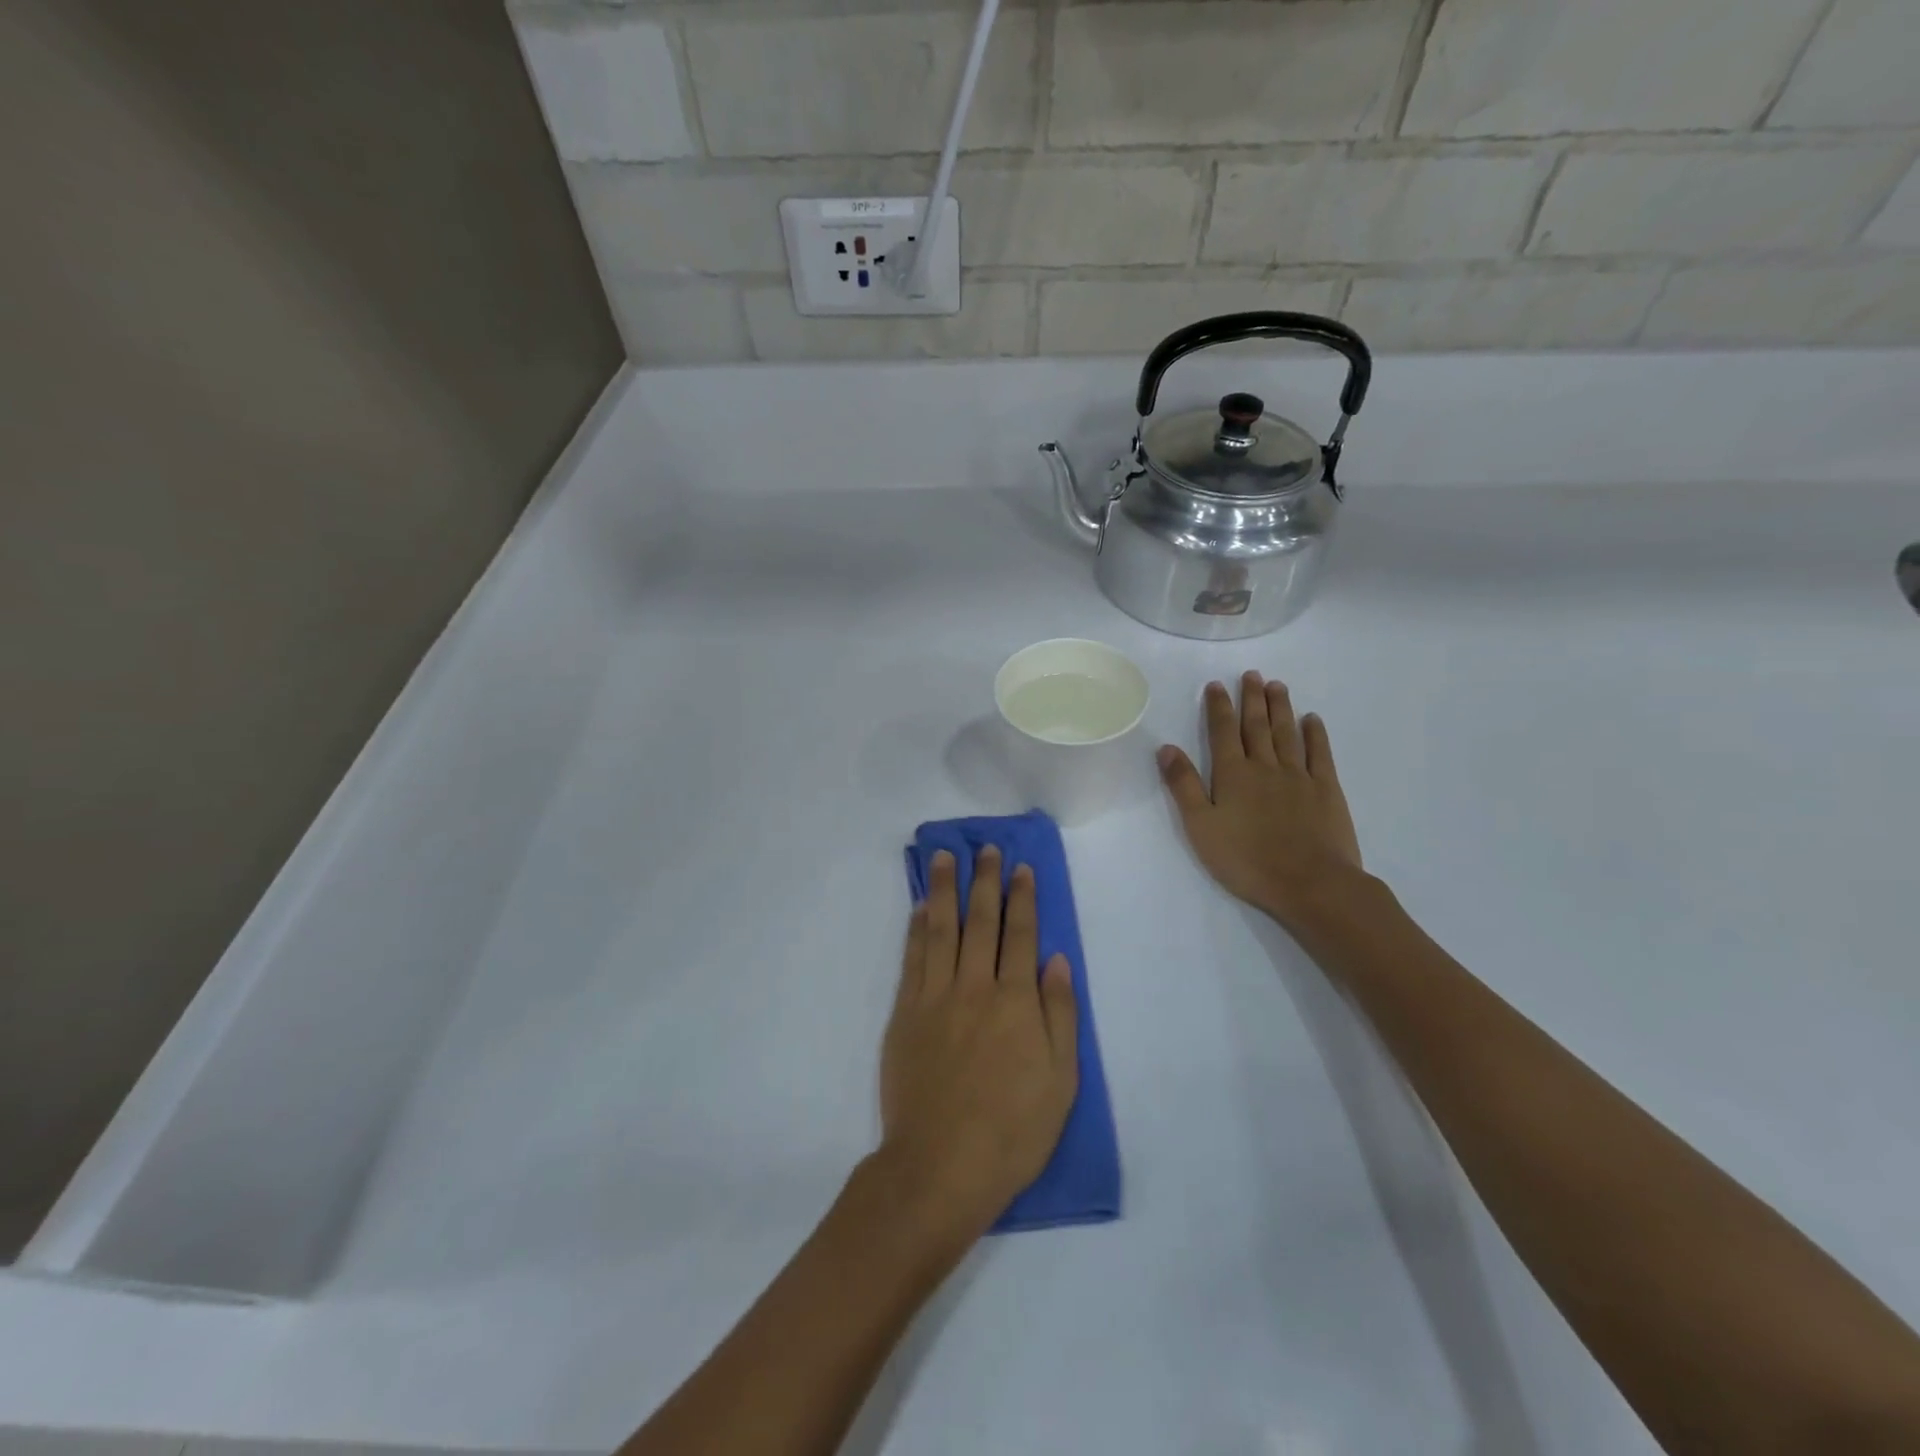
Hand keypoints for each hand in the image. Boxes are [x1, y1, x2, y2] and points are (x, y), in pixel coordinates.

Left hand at [878, 847, 1078, 1243]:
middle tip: (985, 847)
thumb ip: (1059, 1014)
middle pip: (982, 921)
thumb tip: (1056, 960)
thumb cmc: (1012, 1130)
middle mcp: (975, 987)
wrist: (941, 1166)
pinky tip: (920, 907)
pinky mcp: (905, 1013)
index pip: (1022, 935)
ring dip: (945, 889)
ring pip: (942, 929)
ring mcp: (935, 997)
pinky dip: (917, 928)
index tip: (1020, 868)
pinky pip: (912, 958)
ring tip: (945, 856)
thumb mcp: (1061, 1081)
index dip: (1022, 897)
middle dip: (986, 881)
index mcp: (1016, 1001)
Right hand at [1157, 671, 1363, 926]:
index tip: (1216, 685)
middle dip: (1252, 698)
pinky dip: (1315, 734)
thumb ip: (1184, 785)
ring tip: (1277, 685)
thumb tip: (1166, 748)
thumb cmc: (1247, 860)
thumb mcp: (1201, 826)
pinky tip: (1312, 720)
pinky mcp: (1326, 789)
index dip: (1218, 707)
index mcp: (1232, 775)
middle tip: (1252, 674)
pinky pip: (1320, 754)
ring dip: (1280, 708)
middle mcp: (1265, 766)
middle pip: (1256, 726)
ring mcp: (1299, 776)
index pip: (1222, 732)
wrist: (1310, 882)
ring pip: (1286, 733)